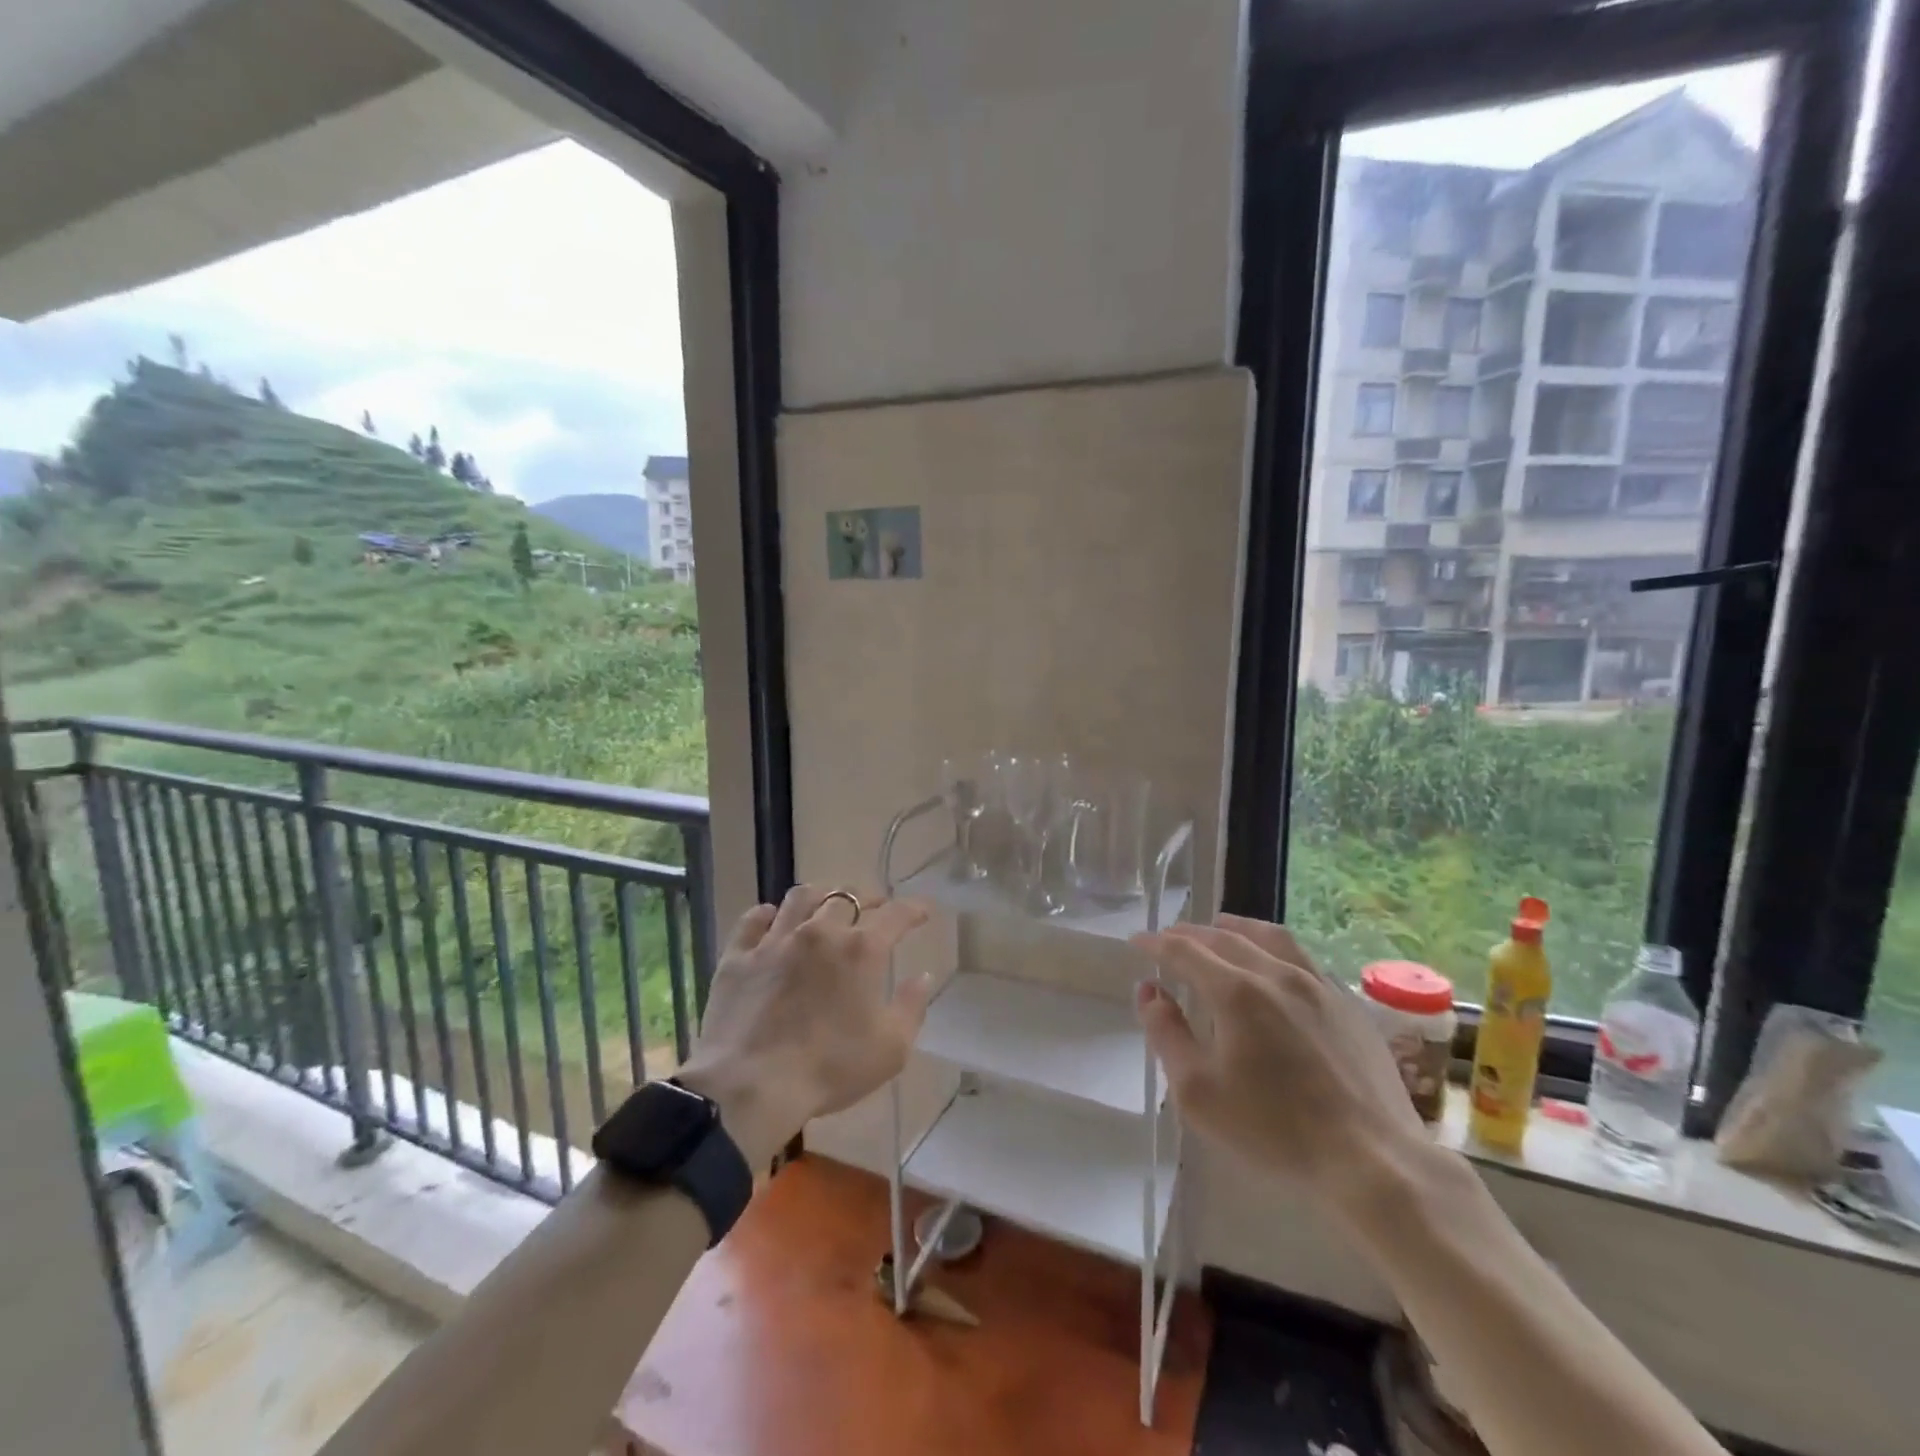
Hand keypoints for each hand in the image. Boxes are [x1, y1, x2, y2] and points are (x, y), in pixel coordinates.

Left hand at [676, 886, 932, 1166]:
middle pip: (847, 897)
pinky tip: (771, 919)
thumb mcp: (890, 1049)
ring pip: (800, 898)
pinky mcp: (738, 957)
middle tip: (875, 908)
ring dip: (820, 895)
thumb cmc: (830, 1069)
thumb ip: (912, 1007)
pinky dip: (766, 915)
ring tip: (826, 903)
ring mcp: (775, 941)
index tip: (923, 910)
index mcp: (861, 950)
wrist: (750, 1086)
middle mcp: (820, 932)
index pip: (895, 915)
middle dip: (867, 898)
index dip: (913, 909)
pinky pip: (752, 920)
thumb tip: (923, 977)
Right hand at [1132, 915, 1426, 1214]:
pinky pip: (1302, 958)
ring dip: (1235, 928)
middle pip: (1225, 937)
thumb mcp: (1198, 1092)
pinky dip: (1273, 949)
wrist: (1373, 1160)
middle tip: (1170, 939)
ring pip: (1270, 937)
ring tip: (1220, 929)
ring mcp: (1318, 985)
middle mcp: (1276, 974)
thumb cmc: (1275, 1130)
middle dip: (1190, 934)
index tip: (1137, 942)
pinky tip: (1273, 966)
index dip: (1156, 943)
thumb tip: (1149, 991)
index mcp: (1236, 992)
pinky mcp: (1348, 1003)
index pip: (1185, 950)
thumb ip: (1166, 1034)